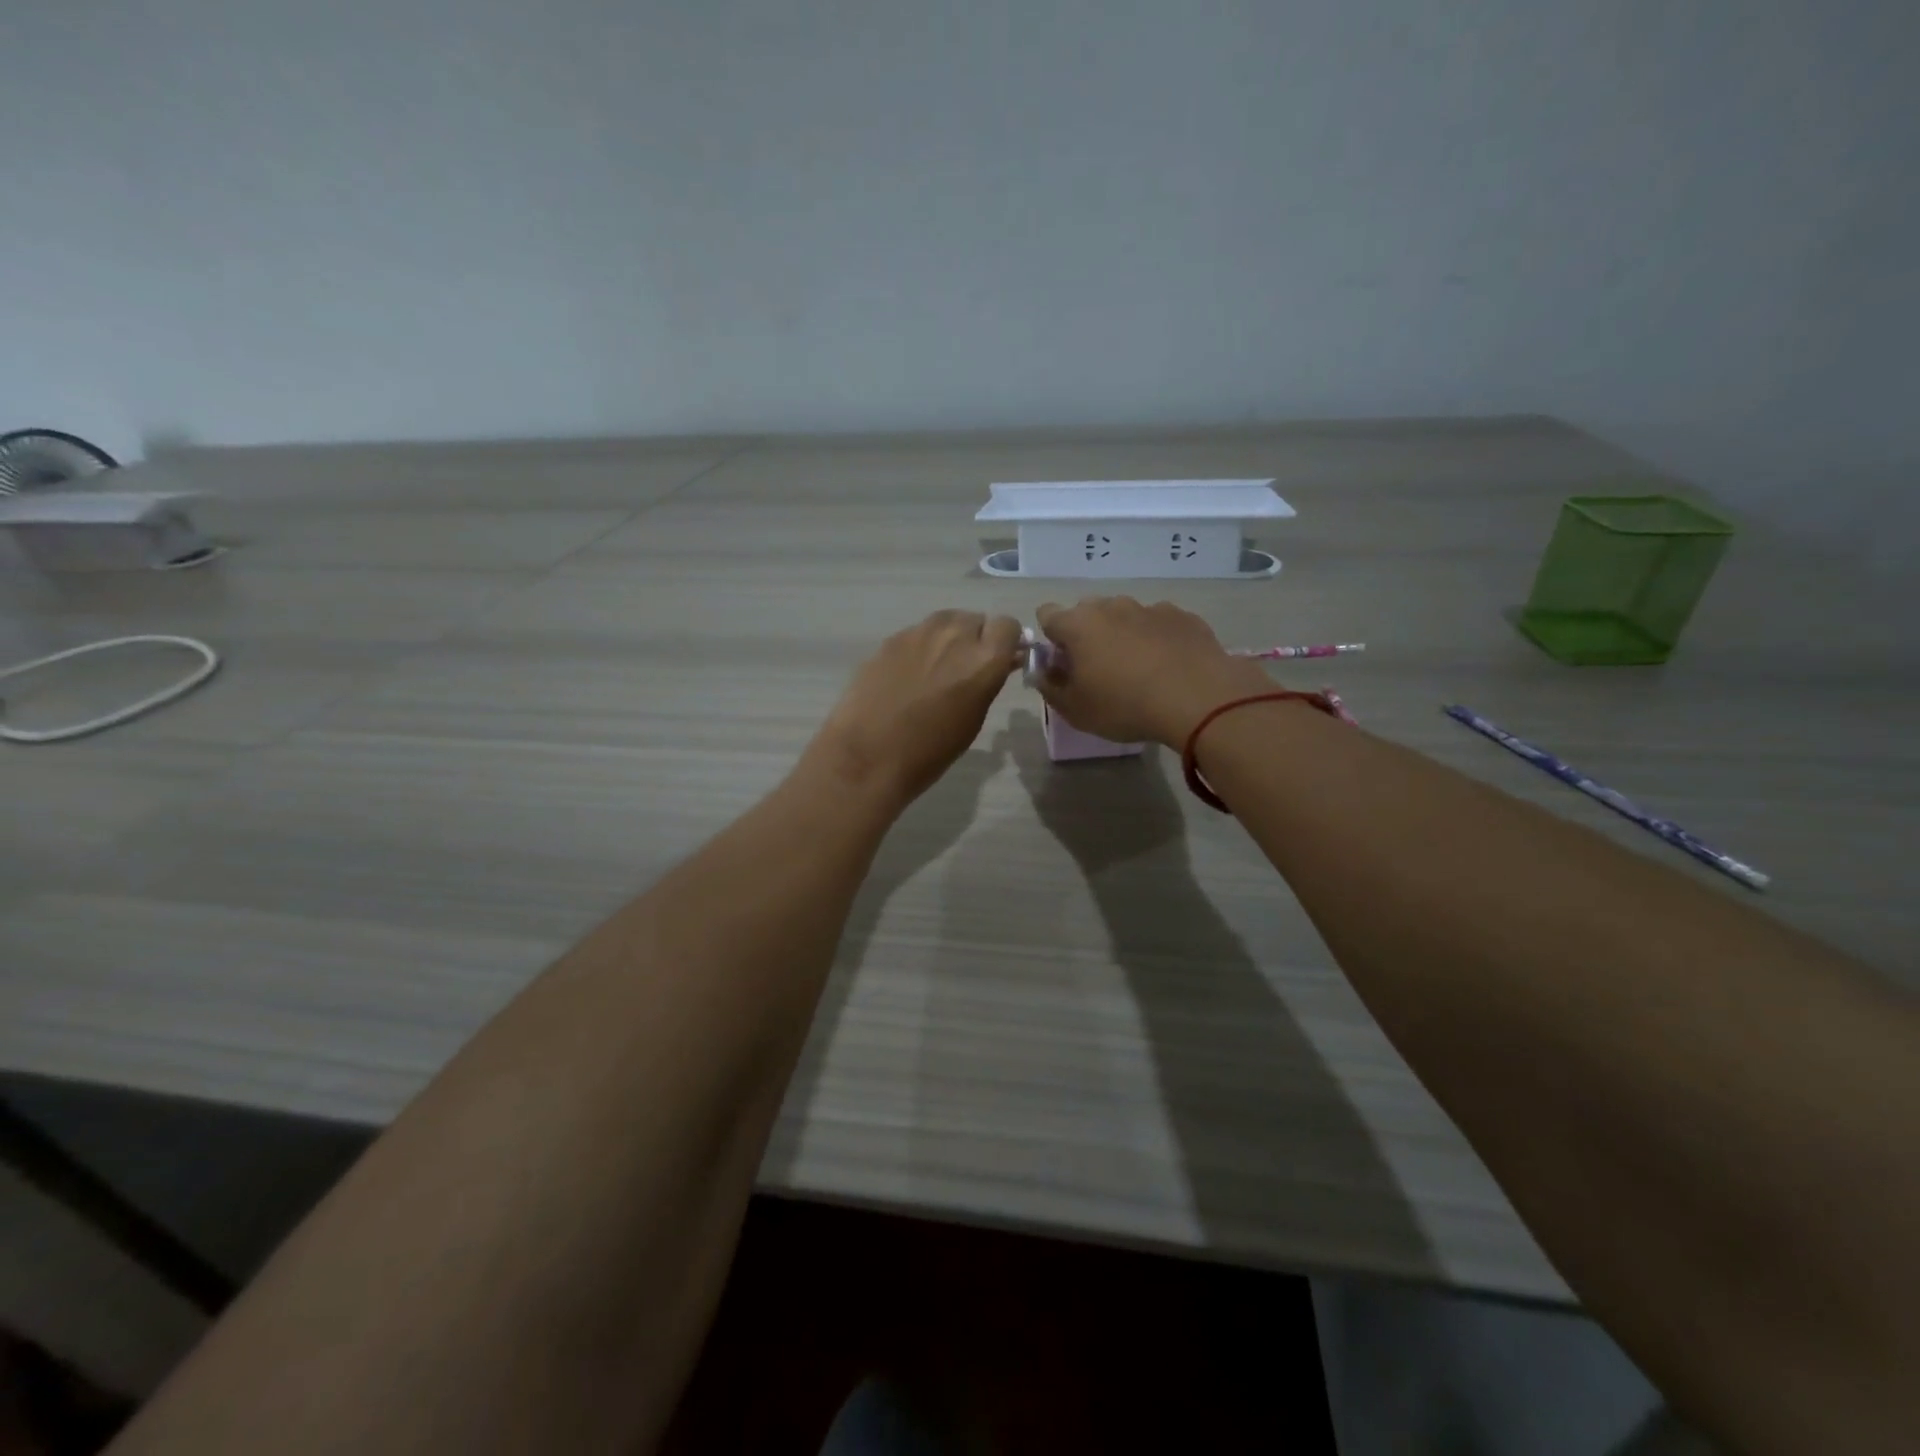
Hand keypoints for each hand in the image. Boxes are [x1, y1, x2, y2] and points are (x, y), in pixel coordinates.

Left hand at [807, 610, 1023, 807]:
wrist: (869, 755)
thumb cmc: (931, 751)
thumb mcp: (974, 718)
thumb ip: (989, 680)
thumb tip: (1001, 662)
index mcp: (984, 658)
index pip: (1008, 626)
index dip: (1006, 642)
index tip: (999, 659)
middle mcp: (955, 635)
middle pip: (976, 620)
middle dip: (976, 638)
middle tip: (964, 668)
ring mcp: (919, 633)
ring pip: (945, 621)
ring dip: (948, 637)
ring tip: (936, 668)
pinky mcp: (891, 638)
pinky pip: (917, 633)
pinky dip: (920, 647)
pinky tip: (907, 675)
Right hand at [1034, 597, 1274, 746]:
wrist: (1197, 699)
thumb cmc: (1124, 706)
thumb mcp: (1075, 710)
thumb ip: (1050, 688)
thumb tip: (1042, 672)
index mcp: (1077, 625)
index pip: (1047, 615)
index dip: (1051, 638)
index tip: (1062, 663)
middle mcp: (1111, 606)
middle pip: (1088, 612)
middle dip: (1087, 635)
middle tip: (1099, 670)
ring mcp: (1149, 608)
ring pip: (1125, 616)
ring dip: (1124, 635)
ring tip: (1139, 670)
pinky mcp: (1182, 616)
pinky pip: (1159, 624)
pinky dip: (1157, 639)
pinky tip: (1169, 666)